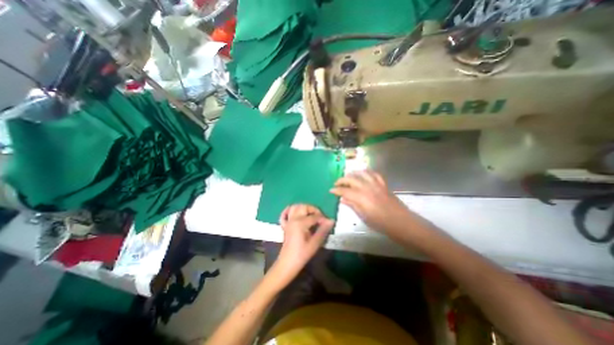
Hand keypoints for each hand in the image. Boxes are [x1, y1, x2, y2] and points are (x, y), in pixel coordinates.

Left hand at [269, 204, 334, 286]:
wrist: (287, 264)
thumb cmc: (302, 254)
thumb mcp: (315, 243)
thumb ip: (323, 230)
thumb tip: (331, 220)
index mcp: (300, 223)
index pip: (315, 216)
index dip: (323, 218)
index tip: (328, 223)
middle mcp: (293, 219)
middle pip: (304, 207)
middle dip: (313, 209)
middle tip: (320, 218)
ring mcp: (288, 221)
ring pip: (294, 207)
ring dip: (303, 207)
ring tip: (310, 214)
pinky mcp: (284, 225)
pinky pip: (284, 214)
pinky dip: (288, 210)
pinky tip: (294, 212)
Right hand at [334, 170, 413, 235]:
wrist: (400, 222)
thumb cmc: (380, 223)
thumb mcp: (363, 216)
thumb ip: (352, 205)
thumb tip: (342, 199)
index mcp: (361, 197)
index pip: (344, 190)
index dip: (336, 190)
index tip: (331, 190)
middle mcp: (367, 187)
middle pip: (351, 179)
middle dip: (342, 180)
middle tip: (336, 183)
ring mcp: (376, 184)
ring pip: (362, 173)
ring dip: (353, 173)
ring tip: (348, 177)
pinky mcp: (383, 184)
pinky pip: (374, 174)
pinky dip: (367, 172)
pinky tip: (364, 174)